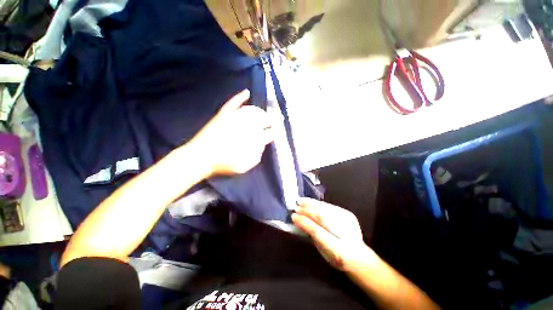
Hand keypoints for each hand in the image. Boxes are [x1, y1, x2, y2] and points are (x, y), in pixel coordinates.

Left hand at [189, 90, 273, 175]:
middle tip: (272, 123)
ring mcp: (233, 118)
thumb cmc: (223, 164)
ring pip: (252, 111)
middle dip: (269, 121)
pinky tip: (247, 92)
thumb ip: (256, 157)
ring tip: (263, 115)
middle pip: (262, 120)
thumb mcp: (244, 167)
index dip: (273, 133)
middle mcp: (246, 125)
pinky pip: (233, 103)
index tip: (275, 132)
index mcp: (251, 139)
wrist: (200, 157)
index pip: (268, 133)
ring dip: (260, 112)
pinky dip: (240, 97)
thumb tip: (261, 146)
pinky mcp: (223, 115)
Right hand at [292, 198, 374, 270]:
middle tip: (296, 207)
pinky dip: (318, 203)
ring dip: (311, 204)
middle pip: (322, 217)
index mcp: (338, 250)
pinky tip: (311, 201)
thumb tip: (300, 222)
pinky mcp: (348, 214)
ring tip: (301, 201)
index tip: (293, 216)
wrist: (359, 256)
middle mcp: (346, 233)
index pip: (317, 231)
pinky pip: (330, 206)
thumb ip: (312, 236)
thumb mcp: (323, 252)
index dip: (304, 222)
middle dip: (307, 211)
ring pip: (326, 209)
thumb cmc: (337, 257)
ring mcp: (348, 221)